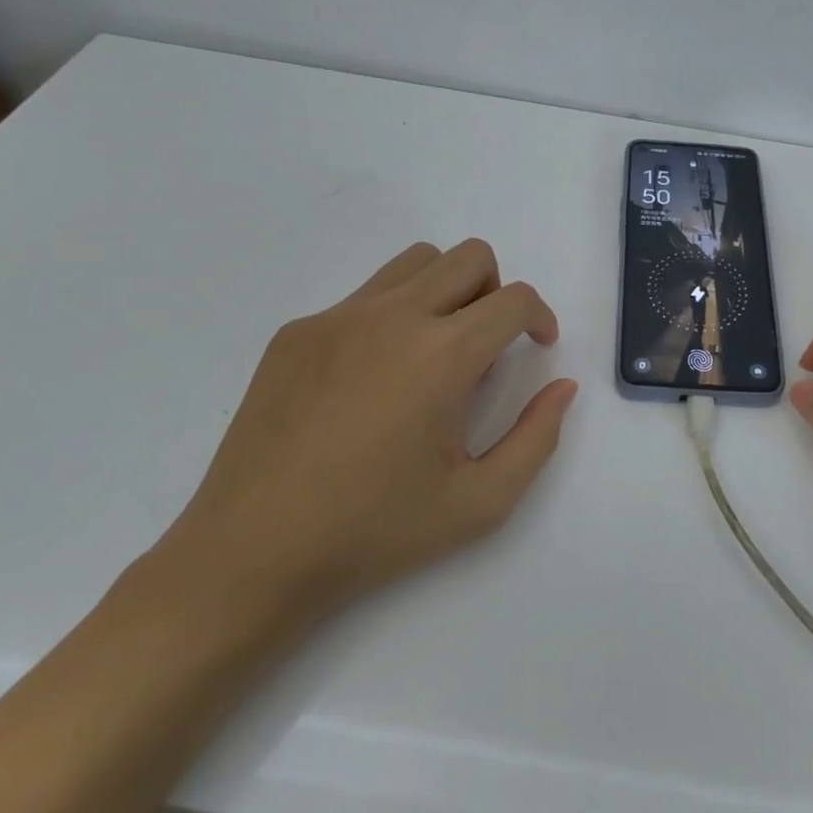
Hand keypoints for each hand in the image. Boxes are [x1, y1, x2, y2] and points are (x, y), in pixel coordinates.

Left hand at [152, 239, 576, 633]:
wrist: (251, 554)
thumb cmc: (375, 533)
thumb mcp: (480, 502)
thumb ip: (537, 438)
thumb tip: (561, 387)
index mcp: (442, 356)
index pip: (515, 299)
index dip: (540, 317)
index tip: (538, 345)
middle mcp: (392, 317)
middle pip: (469, 257)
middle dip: (497, 291)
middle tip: (488, 345)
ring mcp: (337, 318)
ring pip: (415, 263)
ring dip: (446, 290)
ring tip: (435, 351)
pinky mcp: (296, 332)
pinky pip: (363, 298)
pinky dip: (391, 316)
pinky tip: (372, 381)